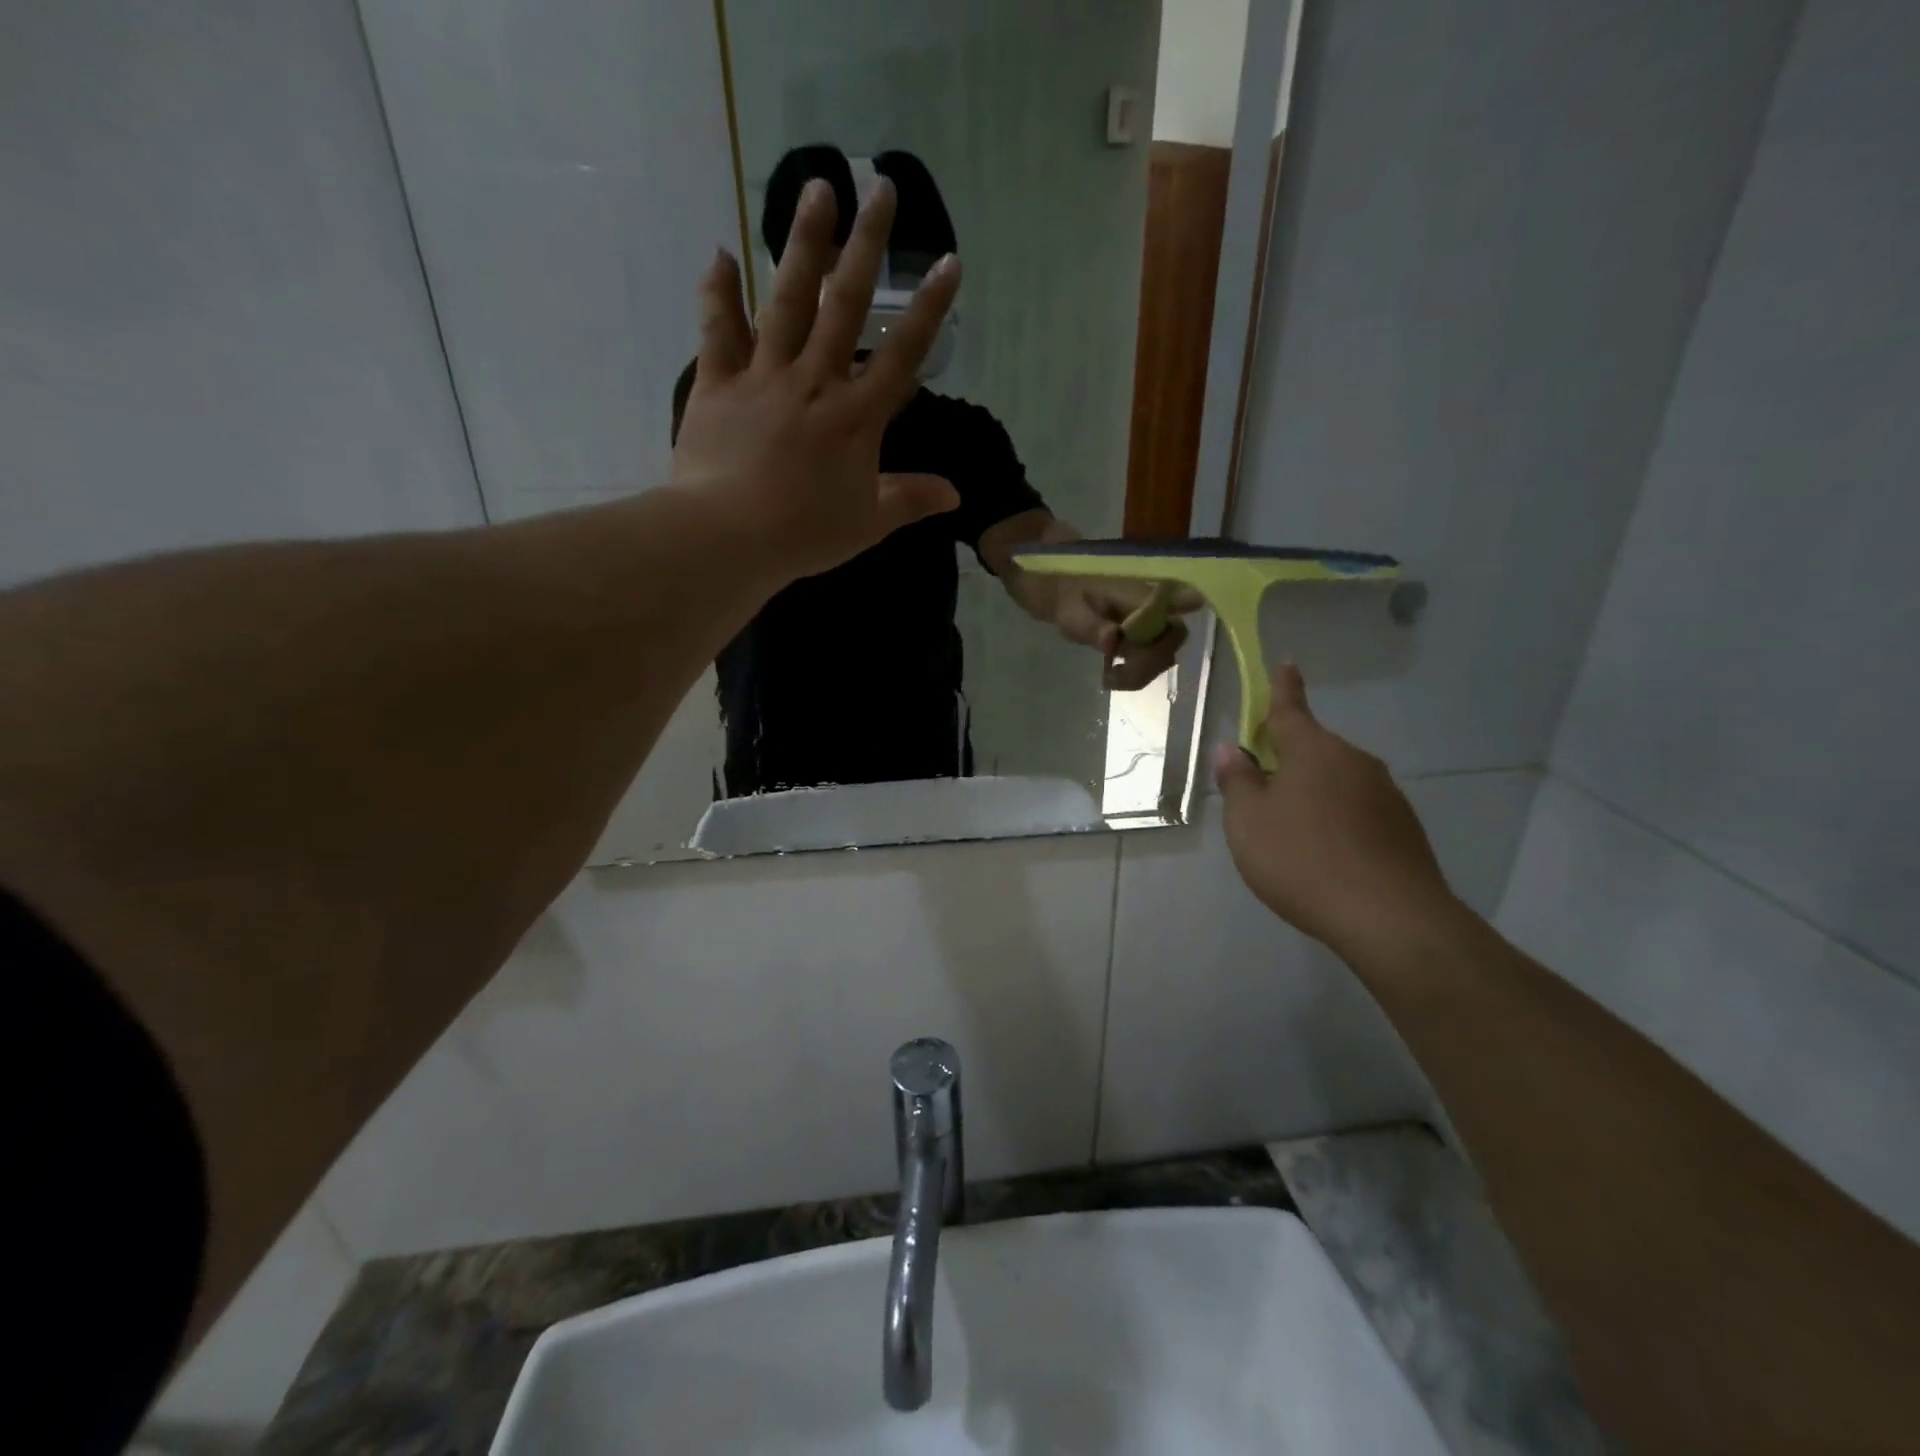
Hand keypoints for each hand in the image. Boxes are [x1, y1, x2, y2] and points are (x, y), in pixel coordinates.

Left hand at [669, 177, 962, 581]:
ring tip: (816, 189)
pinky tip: (721, 253)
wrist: (730, 535)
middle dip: (866, 245)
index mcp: (857, 416)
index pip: (903, 354)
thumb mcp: (870, 523)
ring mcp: (764, 376)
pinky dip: (718, 291)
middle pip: (845, 304)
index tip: (947, 261)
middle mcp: (815, 381)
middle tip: (879, 185)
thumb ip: (912, 500)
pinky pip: (718, 329)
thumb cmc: (806, 533)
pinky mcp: (718, 383)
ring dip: (803, 243)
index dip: (928, 308)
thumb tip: (955, 494)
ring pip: (787, 299)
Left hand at [1055, 583, 1193, 690]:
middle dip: (1150, 660)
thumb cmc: (1071, 602)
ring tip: (1110, 677)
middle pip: (1174, 637)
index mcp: (1140, 595)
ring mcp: (1154, 627)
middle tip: (1118, 672)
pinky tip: (1113, 676)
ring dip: (1141, 672)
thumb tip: (1112, 638)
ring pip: (1165, 656)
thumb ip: (1092, 626)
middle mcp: (1156, 609)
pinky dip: (1136, 676)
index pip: (1175, 596)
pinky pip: (1153, 664)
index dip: (1187, 603)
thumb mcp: (1074, 615)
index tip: (1192, 608)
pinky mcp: (1148, 643)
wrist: (1067, 604)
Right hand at [1213, 662, 1461, 961]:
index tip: (1287, 663)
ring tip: (1292, 836)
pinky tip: (1325, 856)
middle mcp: (1354, 762)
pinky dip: (1337, 821)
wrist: (1388, 917)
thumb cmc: (1302, 860)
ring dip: (1312, 794)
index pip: (1290, 710)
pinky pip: (1358, 811)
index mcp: (1313, 751)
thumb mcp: (1248, 822)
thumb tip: (1232, 750)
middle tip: (1263, 792)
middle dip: (1288, 760)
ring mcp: (1385, 794)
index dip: (1283, 687)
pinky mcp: (1404, 827)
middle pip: (1313, 750)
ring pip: (1336, 782)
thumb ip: (1238, 782)